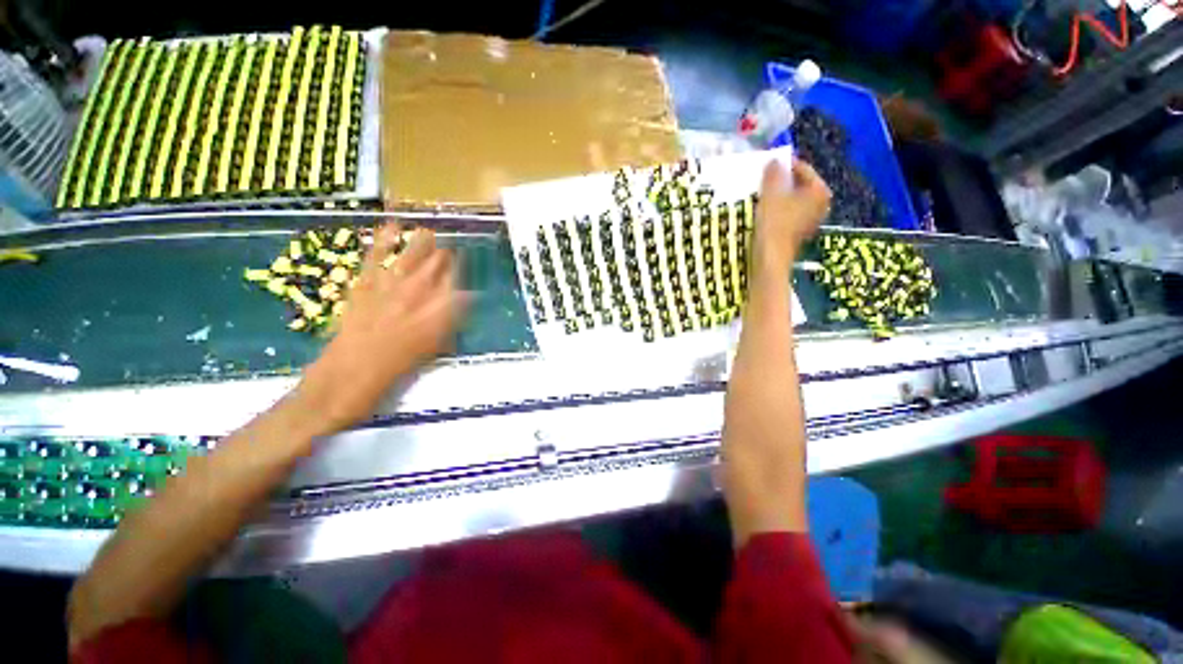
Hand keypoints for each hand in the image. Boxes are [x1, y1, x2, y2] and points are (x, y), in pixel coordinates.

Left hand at [298, 224, 467, 434]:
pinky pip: (374, 259)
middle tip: (450, 247)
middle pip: (433, 270)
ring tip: (428, 231)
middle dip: (443, 257)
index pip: (453, 287)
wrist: (342, 382)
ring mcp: (386, 291)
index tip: (464, 265)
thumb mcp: (428, 353)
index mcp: (434, 318)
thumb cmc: (391, 375)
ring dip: (420, 245)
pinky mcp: (362, 287)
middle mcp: (414, 301)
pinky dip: (382, 241)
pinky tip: (390, 227)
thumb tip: (459, 304)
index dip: (459, 274)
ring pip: (408, 261)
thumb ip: (445, 326)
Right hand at [753, 158, 831, 274]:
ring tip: (759, 193)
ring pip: (792, 199)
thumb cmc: (774, 223)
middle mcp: (820, 204)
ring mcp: (810, 220)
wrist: (770, 258)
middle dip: (780, 181)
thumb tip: (774, 160)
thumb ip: (774, 173)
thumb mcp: (771, 193)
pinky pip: (787, 212)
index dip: (784, 165)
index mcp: (820, 191)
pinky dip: (776, 209)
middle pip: (798, 185)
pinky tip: (762, 211)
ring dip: (776, 195)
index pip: (802, 169)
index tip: (766, 163)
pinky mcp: (797, 232)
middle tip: (762, 178)